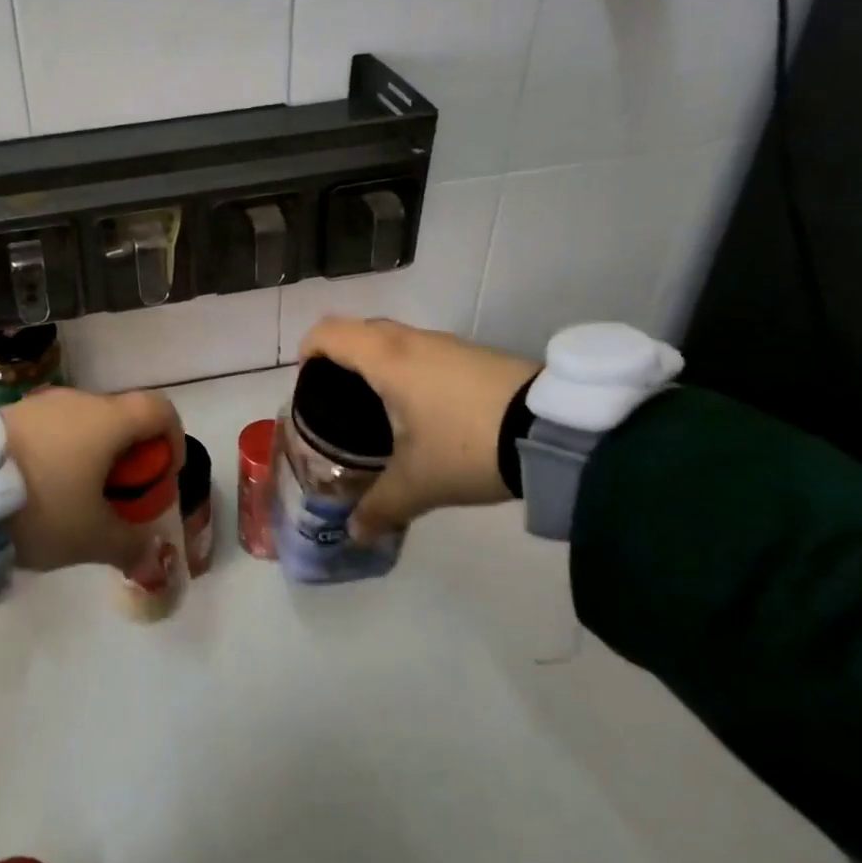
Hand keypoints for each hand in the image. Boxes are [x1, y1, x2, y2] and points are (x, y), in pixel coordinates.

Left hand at [0, 386, 183, 572]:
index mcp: (107, 419)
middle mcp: (78, 399)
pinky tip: (42, 487)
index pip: (160, 409)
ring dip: (93, 453)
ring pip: (84, 422)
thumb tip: (153, 562)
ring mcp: (40, 403)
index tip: (163, 475)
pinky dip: (61, 450)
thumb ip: (131, 547)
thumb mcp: (92, 538)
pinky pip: (52, 427)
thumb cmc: (42, 507)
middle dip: (130, 455)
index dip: (172, 439)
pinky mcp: (10, 413)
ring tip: (78, 497)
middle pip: (121, 417)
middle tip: (119, 497)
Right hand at [299, 319, 539, 541]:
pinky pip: (424, 350)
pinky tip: (424, 409)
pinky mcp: (474, 354)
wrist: (554, 431)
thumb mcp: (419, 483)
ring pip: (394, 338)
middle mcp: (411, 340)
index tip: (307, 382)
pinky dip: (408, 367)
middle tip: (338, 399)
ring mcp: (446, 343)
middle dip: (340, 357)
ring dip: (377, 361)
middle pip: (359, 330)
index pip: (329, 332)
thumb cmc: (467, 445)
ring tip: (380, 406)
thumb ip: (380, 507)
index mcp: (386, 359)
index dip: (308, 350)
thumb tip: (354, 532)